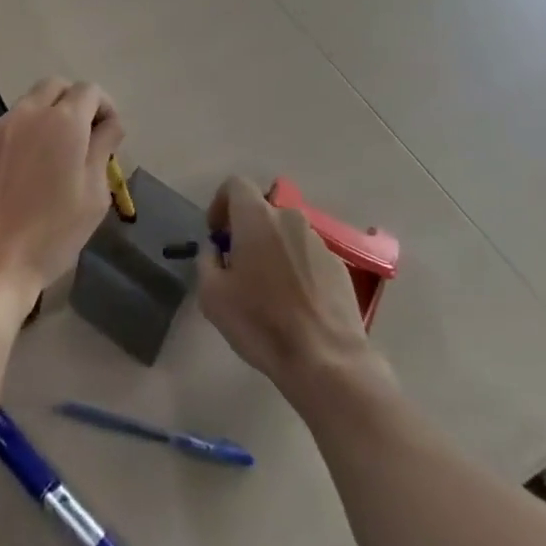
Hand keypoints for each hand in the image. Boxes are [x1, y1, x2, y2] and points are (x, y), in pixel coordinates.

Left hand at [0, 79, 123, 322]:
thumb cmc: (50, 235)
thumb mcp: (94, 196)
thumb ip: (103, 149)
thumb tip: (108, 125)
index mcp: (63, 121)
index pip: (90, 90)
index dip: (104, 108)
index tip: (108, 136)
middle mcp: (29, 112)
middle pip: (55, 86)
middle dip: (73, 102)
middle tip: (81, 138)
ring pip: (29, 105)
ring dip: (46, 118)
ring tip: (51, 159)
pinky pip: (7, 128)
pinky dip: (21, 137)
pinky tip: (21, 174)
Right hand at [197, 177, 384, 399]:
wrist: (326, 360)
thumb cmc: (261, 322)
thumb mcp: (212, 295)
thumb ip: (207, 261)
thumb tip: (215, 250)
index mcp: (257, 217)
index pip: (235, 184)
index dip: (221, 203)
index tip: (217, 234)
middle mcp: (289, 218)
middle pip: (262, 210)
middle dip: (247, 230)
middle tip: (239, 265)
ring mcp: (318, 241)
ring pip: (286, 234)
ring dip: (273, 250)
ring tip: (269, 290)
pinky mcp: (338, 266)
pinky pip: (308, 256)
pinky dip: (297, 268)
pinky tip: (295, 304)